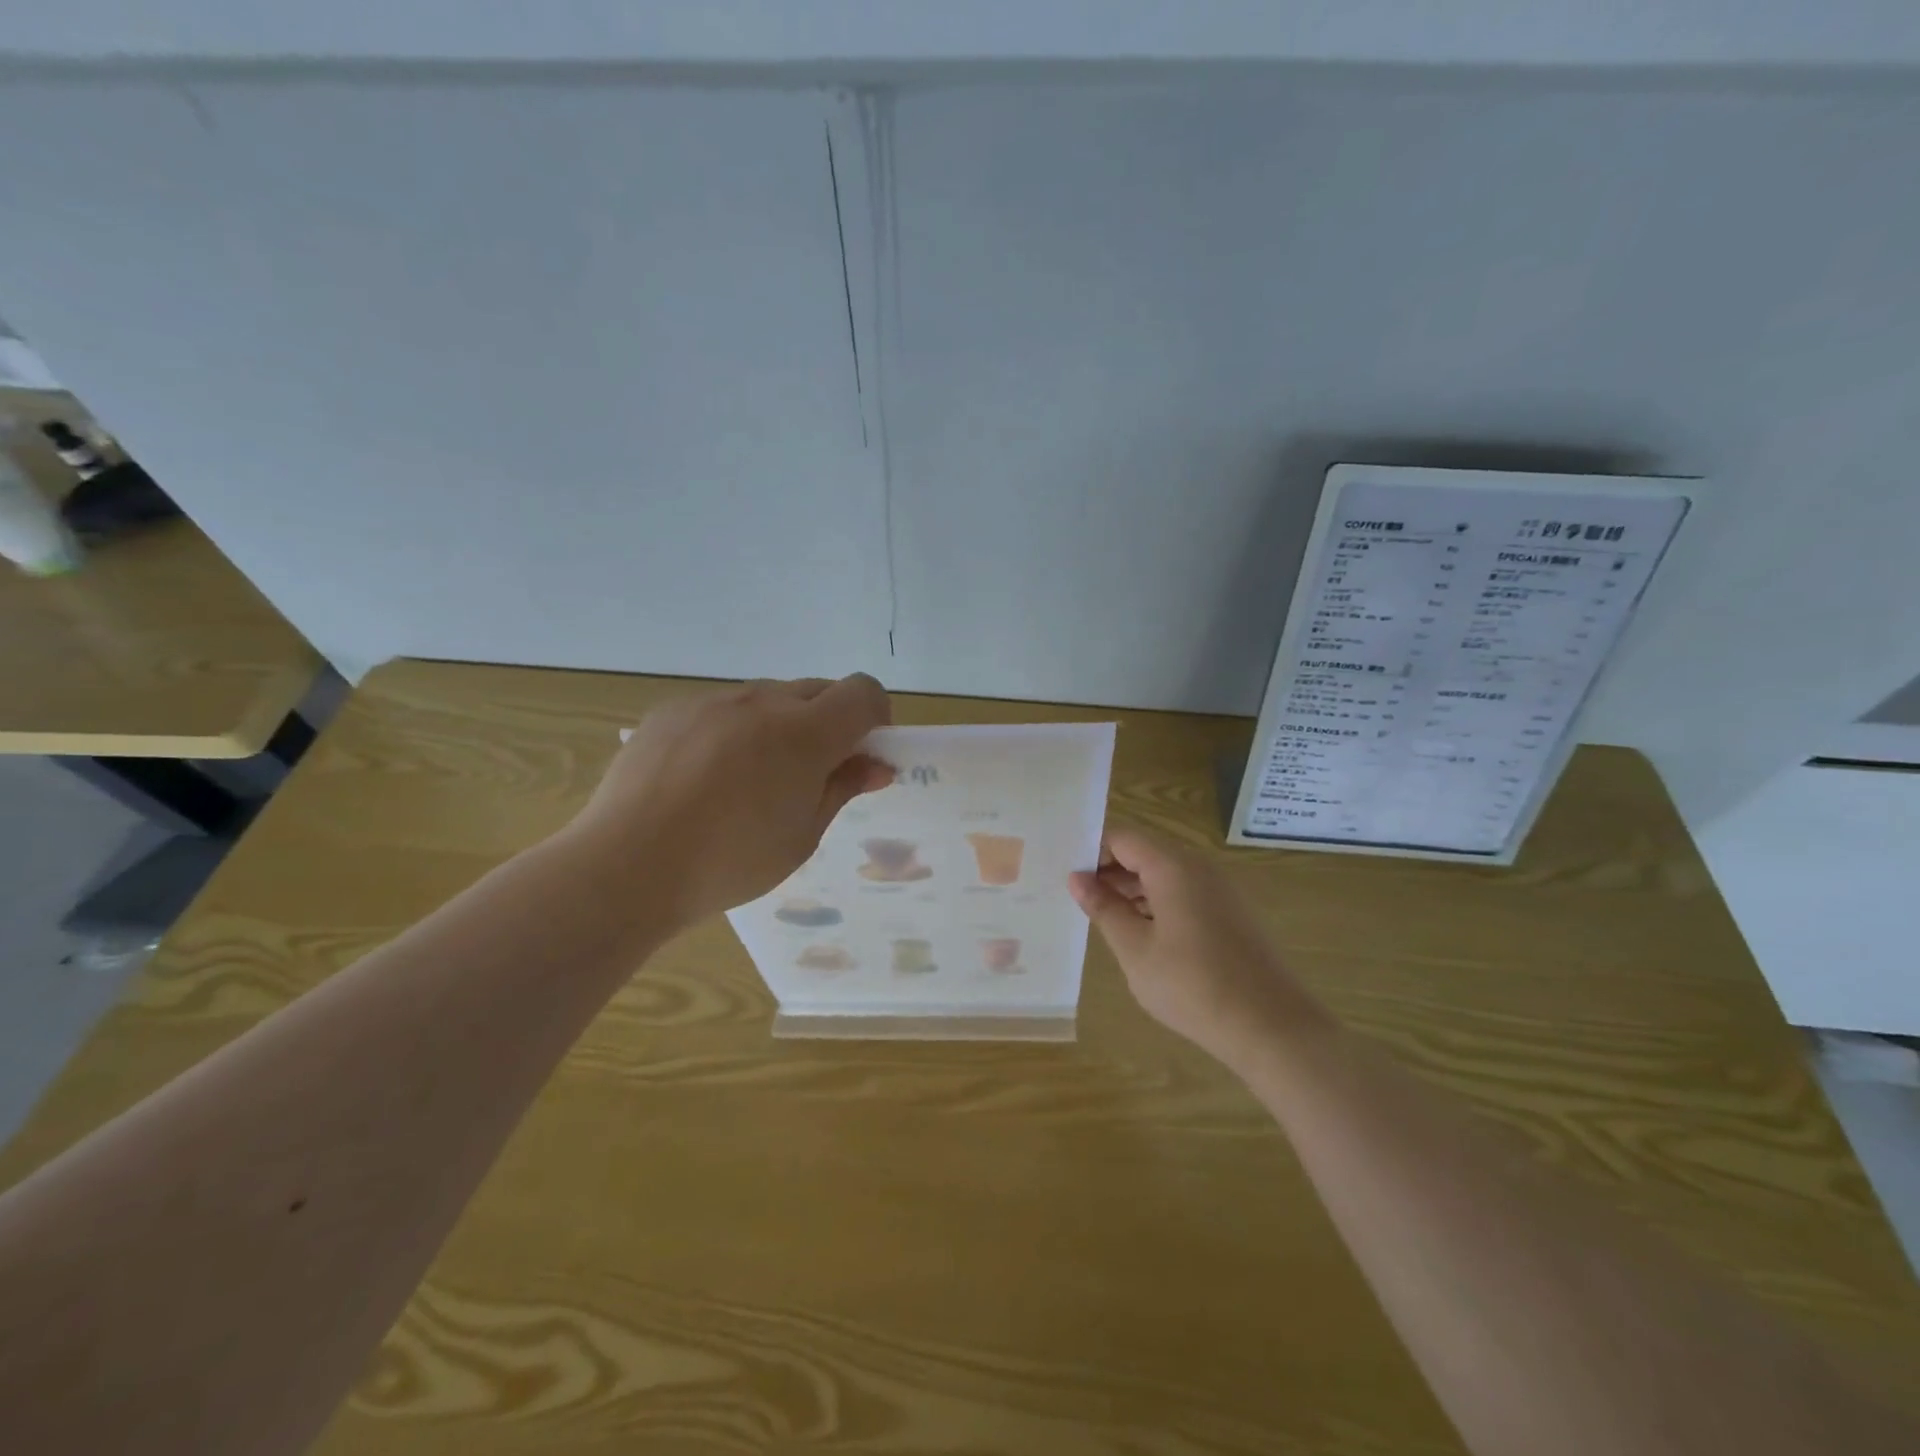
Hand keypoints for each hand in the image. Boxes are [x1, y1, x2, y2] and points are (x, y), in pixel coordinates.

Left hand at [569, 674, 892, 928]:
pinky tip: (704, 777)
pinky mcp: (672, 710)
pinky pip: (721, 707)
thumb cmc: (730, 862)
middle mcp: (762, 701)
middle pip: (817, 691)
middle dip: (829, 722)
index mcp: (805, 733)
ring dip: (779, 725)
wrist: (626, 866)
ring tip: (749, 780)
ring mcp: (712, 700)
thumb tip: (876, 765)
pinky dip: (732, 730)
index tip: (863, 753)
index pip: (863, 692)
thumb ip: (842, 788)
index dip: (874, 717)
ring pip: (768, 697)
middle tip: (809, 774)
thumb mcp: (802, 835)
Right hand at [1070, 825, 1324, 1070]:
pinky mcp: (1231, 912)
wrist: (1272, 1027)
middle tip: (1078, 900)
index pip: (1121, 837)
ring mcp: (1219, 888)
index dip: (1091, 851)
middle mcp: (1199, 866)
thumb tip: (1076, 878)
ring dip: (1132, 888)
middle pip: (1144, 851)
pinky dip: (1157, 902)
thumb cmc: (1192, 985)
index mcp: (1173, 866)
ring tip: (1103, 919)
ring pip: (1164, 873)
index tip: (1067, 877)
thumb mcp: (1135, 949)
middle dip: (1109, 871)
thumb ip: (1103, 908)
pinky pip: (1184, 891)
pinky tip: (1141, 934)